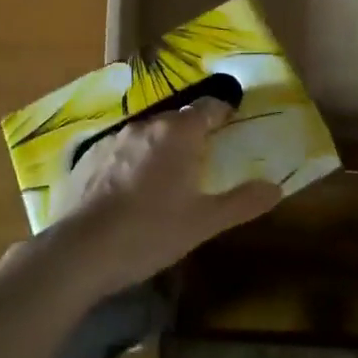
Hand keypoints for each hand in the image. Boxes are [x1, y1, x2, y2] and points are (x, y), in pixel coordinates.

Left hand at [52, 97, 281, 298]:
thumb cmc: (150, 232)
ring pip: (148, 134)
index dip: (223, 112)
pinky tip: (132, 190)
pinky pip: (122, 150)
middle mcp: (147, 125)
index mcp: (178, 132)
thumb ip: (241, 202)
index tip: (233, 124)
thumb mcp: (203, 222)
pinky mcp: (90, 156)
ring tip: (169, 176)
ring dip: (162, 147)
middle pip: (178, 119)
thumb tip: (275, 187)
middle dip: (193, 133)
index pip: (209, 107)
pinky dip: (133, 161)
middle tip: (204, 159)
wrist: (82, 250)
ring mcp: (114, 139)